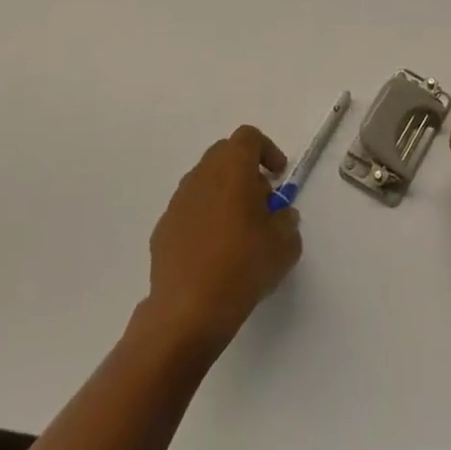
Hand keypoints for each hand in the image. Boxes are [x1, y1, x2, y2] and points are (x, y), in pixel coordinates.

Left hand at [143, 126, 303, 352]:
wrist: (187, 312)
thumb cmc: (243, 266)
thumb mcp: (285, 245)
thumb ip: (287, 221)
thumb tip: (280, 216)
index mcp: (232, 168)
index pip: (248, 137)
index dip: (266, 150)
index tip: (278, 175)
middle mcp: (201, 176)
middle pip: (224, 155)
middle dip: (245, 171)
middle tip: (262, 203)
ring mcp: (177, 203)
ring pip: (205, 182)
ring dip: (224, 195)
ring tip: (239, 231)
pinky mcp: (162, 230)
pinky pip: (189, 211)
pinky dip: (205, 219)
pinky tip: (214, 253)